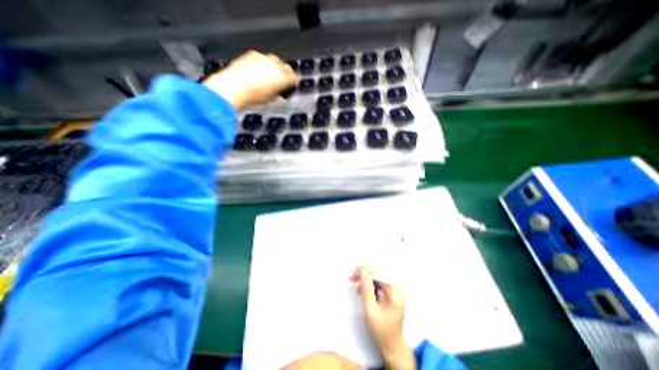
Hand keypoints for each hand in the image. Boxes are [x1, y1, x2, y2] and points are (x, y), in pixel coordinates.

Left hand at [203, 49, 299, 109]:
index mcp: (282, 79)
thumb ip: (278, 93)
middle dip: (287, 72)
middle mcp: (276, 66)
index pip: (294, 78)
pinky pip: (263, 57)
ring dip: (276, 66)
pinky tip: (260, 69)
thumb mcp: (270, 99)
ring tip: (272, 73)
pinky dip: (265, 63)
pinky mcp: (253, 54)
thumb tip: (279, 92)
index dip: (295, 81)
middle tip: (285, 78)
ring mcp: (264, 58)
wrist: (233, 86)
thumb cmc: (253, 97)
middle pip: (286, 67)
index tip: (294, 84)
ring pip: (275, 60)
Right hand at [350, 266, 415, 369]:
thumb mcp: (370, 310)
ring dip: (366, 278)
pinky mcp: (392, 294)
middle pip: (380, 273)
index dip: (366, 270)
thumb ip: (366, 289)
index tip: (354, 270)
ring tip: (354, 281)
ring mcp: (395, 291)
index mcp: (395, 292)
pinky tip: (361, 289)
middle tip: (352, 275)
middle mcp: (397, 289)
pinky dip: (370, 284)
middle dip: (365, 273)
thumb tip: (361, 271)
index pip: (380, 273)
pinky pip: (379, 283)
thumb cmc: (381, 331)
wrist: (392, 347)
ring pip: (378, 277)